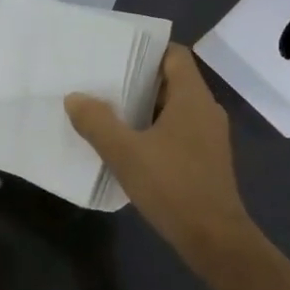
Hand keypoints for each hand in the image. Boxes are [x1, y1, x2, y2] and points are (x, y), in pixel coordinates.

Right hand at [66, 45, 253, 261]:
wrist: (214, 239)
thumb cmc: (172, 186)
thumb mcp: (125, 153)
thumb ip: (97, 122)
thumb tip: (75, 97)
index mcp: (193, 98)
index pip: (175, 55)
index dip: (147, 50)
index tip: (116, 54)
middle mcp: (206, 110)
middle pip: (173, 81)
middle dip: (138, 81)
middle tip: (103, 83)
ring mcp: (210, 137)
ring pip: (175, 109)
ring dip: (145, 108)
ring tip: (109, 112)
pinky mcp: (207, 160)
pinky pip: (179, 132)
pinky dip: (156, 131)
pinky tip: (130, 146)